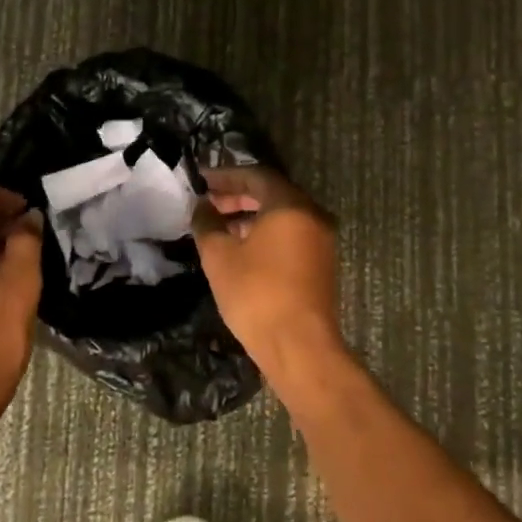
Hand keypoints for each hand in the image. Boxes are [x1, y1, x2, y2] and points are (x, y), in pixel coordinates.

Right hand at [191, 166, 342, 374]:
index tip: (201, 181)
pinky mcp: (321, 263)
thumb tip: (201, 206)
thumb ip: (207, 224)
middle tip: (207, 203)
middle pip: (272, 193)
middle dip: (237, 196)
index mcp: (290, 205)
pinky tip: (241, 249)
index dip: (226, 176)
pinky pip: (291, 235)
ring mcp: (321, 241)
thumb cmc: (256, 294)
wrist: (299, 346)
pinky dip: (266, 233)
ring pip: (282, 216)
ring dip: (250, 216)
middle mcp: (312, 215)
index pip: (256, 176)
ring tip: (218, 227)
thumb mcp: (220, 257)